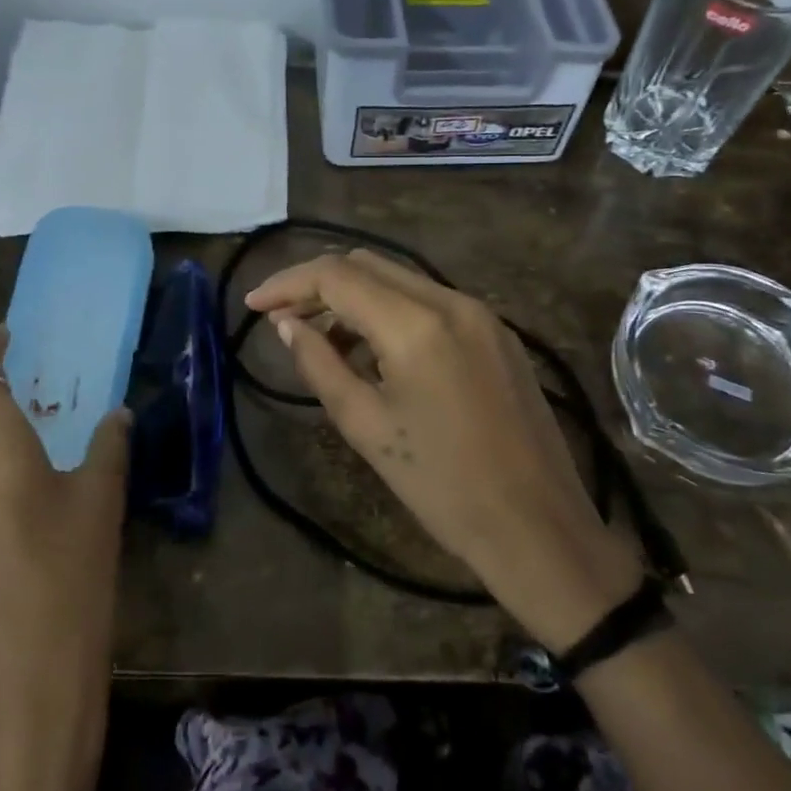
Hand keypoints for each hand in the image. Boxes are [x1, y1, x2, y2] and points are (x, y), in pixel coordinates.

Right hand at [245, 250, 641, 651]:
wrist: (538, 526)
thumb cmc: (442, 487)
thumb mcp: (366, 426)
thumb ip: (320, 364)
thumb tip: (288, 325)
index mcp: (417, 324)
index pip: (337, 276)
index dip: (287, 284)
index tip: (253, 305)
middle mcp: (453, 301)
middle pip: (369, 264)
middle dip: (318, 284)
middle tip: (283, 320)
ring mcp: (483, 315)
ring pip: (401, 280)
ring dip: (355, 298)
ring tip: (323, 341)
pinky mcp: (499, 334)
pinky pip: (432, 303)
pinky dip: (392, 312)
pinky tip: (375, 351)